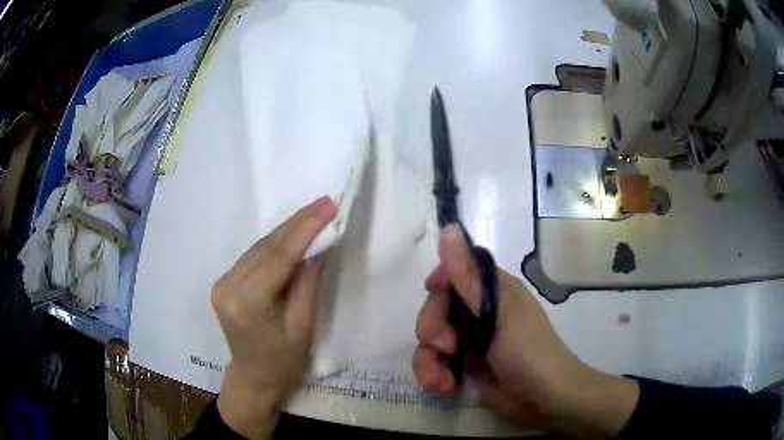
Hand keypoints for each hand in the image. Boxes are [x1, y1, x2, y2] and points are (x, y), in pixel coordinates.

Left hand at [212, 197, 336, 438]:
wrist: (254, 378)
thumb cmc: (283, 362)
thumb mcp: (303, 327)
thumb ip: (308, 285)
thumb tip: (317, 249)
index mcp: (247, 302)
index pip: (278, 256)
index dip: (304, 228)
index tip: (327, 206)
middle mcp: (227, 286)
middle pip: (266, 246)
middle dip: (297, 223)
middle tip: (324, 203)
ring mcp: (222, 282)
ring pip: (259, 247)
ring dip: (287, 231)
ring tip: (314, 214)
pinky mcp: (224, 282)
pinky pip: (253, 257)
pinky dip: (275, 245)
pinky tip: (293, 235)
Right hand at [413, 224, 639, 438]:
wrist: (545, 398)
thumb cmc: (528, 351)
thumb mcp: (497, 313)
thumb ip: (468, 277)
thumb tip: (449, 228)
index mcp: (492, 290)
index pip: (455, 271)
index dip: (440, 280)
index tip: (432, 292)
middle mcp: (479, 310)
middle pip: (437, 307)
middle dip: (431, 328)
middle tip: (444, 346)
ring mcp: (471, 339)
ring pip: (431, 338)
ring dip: (427, 359)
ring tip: (438, 380)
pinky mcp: (465, 364)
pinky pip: (436, 361)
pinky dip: (434, 373)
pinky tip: (444, 386)